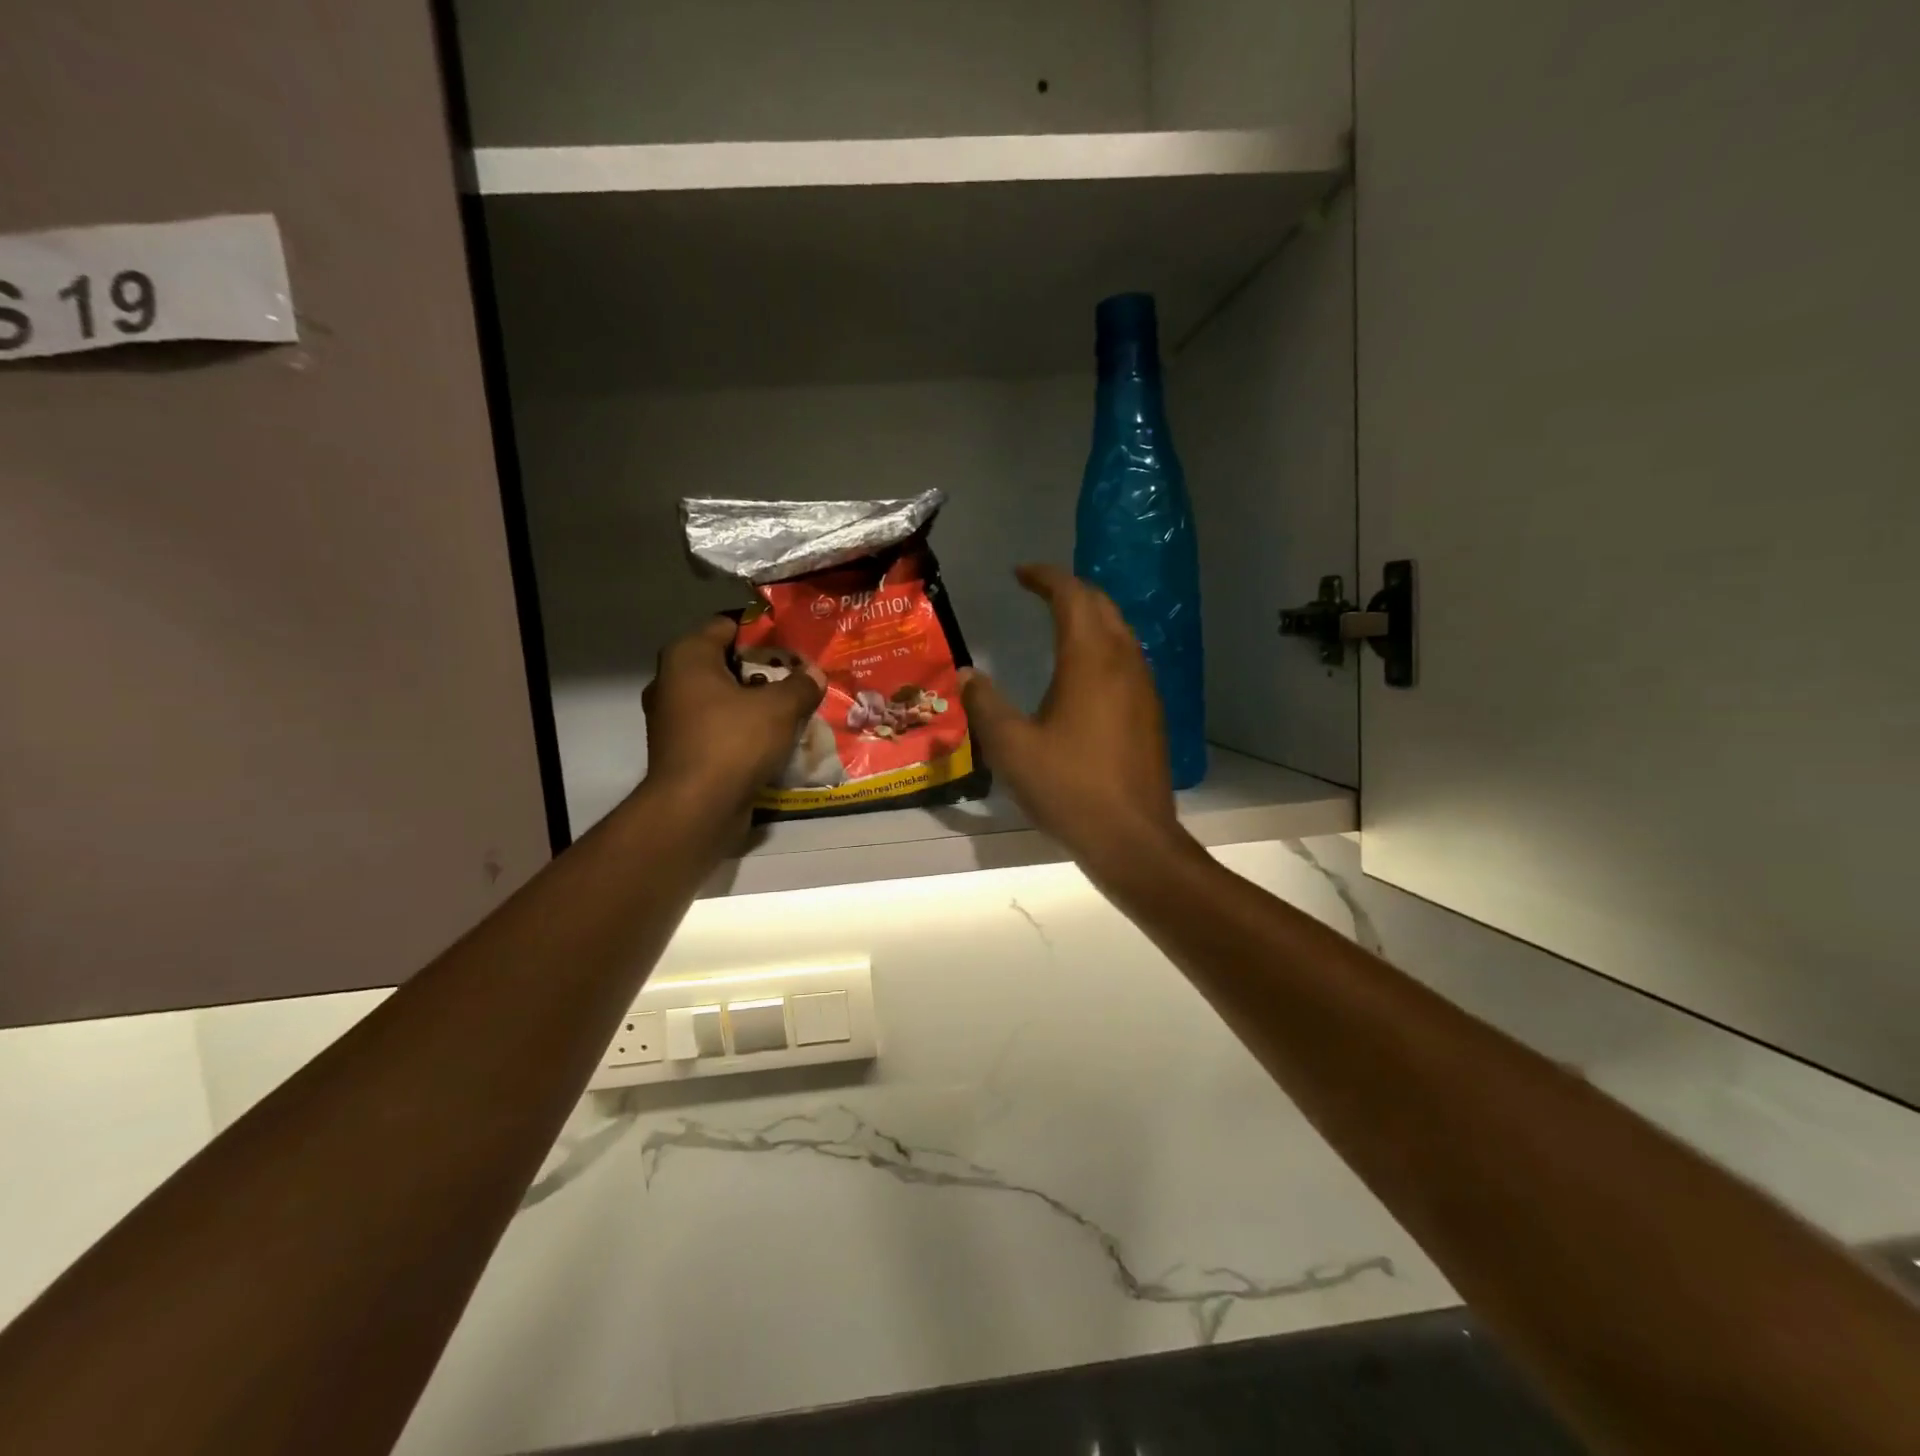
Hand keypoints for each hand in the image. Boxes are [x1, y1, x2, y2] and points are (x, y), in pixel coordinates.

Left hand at [641, 618, 822, 816]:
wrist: (696, 809)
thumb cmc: (733, 742)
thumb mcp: (779, 708)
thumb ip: (801, 685)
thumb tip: (815, 674)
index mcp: (687, 657)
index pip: (727, 625)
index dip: (763, 631)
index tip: (794, 643)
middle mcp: (672, 682)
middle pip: (725, 664)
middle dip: (763, 670)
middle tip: (799, 675)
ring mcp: (673, 720)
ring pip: (723, 699)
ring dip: (755, 703)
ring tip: (793, 707)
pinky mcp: (683, 751)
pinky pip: (719, 729)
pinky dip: (743, 730)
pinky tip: (775, 739)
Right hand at [961, 565, 1186, 868]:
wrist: (1132, 837)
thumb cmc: (1068, 788)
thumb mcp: (1012, 747)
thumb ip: (985, 704)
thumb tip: (967, 673)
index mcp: (1090, 659)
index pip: (1072, 596)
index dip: (1045, 577)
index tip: (1020, 574)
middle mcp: (1124, 662)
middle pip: (1102, 605)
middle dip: (1070, 590)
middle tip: (1038, 591)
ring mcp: (1144, 687)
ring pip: (1120, 631)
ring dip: (1091, 617)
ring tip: (1059, 623)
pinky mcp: (1151, 712)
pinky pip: (1128, 659)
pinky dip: (1103, 646)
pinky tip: (1084, 672)